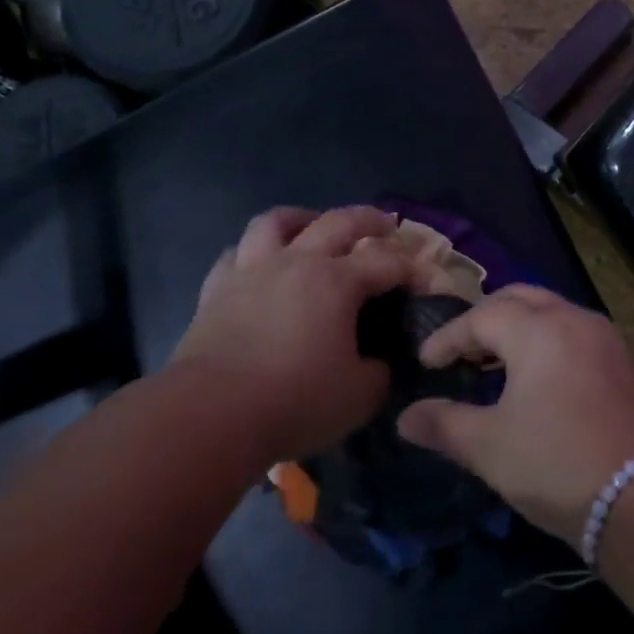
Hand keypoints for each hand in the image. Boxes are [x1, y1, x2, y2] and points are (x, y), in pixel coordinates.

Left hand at [171, 207, 408, 464]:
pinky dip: (253, 252)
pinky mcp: (215, 291)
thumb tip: (377, 362)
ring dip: (302, 218)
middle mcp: (296, 263)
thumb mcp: (359, 396)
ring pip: (276, 222)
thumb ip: (378, 373)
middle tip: (385, 224)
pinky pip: (234, 255)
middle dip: (368, 219)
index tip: (424, 280)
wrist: (209, 416)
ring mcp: (251, 272)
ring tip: (313, 226)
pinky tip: (259, 264)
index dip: (410, 267)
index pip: (385, 261)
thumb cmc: (293, 401)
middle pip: (337, 222)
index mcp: (337, 282)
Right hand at [396, 285, 633, 545]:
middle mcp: (571, 317)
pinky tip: (533, 374)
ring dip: (516, 326)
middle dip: (483, 319)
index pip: (480, 317)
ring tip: (491, 361)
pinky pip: (571, 328)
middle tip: (459, 351)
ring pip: (548, 309)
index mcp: (537, 329)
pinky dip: (544, 337)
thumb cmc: (555, 464)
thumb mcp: (489, 447)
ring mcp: (601, 334)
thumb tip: (405, 417)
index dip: (447, 338)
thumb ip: (443, 424)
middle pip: (517, 298)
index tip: (426, 362)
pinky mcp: (619, 357)